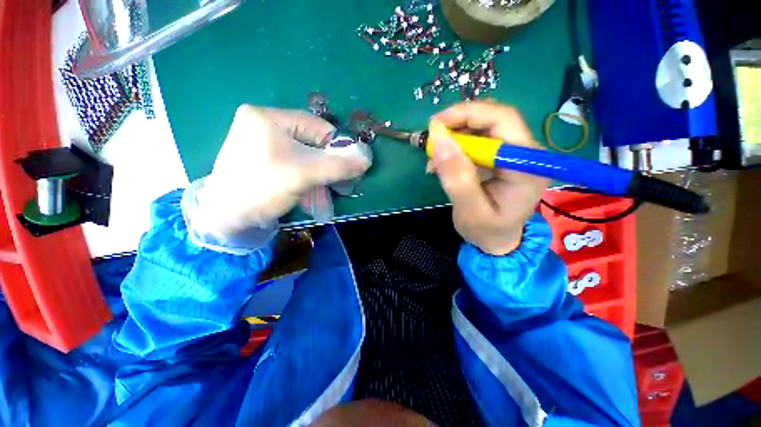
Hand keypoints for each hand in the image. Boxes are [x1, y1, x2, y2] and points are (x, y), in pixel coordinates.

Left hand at [194, 105, 370, 234]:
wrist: (224, 219)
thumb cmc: (263, 188)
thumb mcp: (305, 174)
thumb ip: (339, 165)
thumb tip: (368, 157)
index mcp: (268, 117)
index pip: (318, 127)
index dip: (336, 150)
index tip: (344, 173)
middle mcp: (263, 125)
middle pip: (311, 144)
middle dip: (327, 169)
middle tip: (339, 187)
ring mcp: (261, 144)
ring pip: (305, 158)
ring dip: (319, 179)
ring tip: (324, 199)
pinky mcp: (262, 161)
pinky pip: (294, 166)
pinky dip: (306, 181)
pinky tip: (310, 197)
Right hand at [429, 102, 548, 255]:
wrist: (498, 241)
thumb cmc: (487, 231)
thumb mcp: (470, 210)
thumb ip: (457, 178)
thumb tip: (439, 140)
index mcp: (526, 165)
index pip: (503, 120)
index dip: (468, 114)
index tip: (435, 125)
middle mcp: (526, 153)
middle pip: (493, 119)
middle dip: (458, 124)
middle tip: (432, 138)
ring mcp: (514, 154)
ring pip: (483, 128)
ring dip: (454, 137)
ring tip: (434, 159)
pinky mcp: (501, 158)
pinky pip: (477, 142)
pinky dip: (456, 148)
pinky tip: (442, 164)